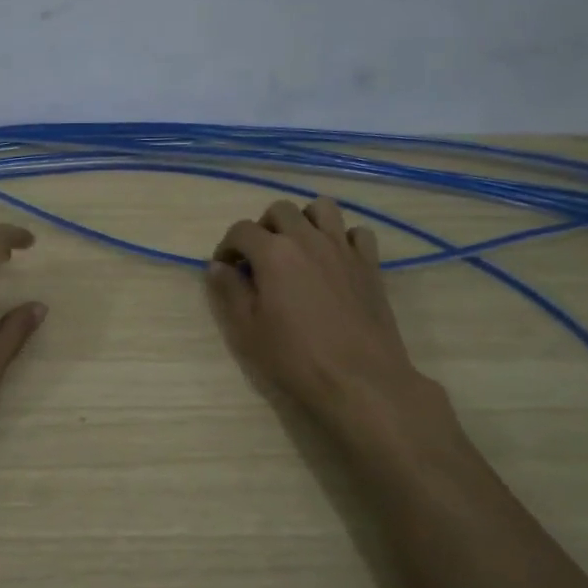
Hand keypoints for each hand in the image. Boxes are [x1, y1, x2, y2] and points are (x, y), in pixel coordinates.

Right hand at [207, 198, 437, 427]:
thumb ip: (229, 291)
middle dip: (263, 227)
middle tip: (259, 258)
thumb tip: (218, 266)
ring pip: (322, 208)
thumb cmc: (295, 357)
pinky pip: (357, 233)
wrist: (358, 379)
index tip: (225, 268)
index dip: (227, 246)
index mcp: (273, 253)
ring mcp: (343, 248)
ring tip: (297, 248)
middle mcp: (308, 239)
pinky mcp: (369, 264)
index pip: (241, 230)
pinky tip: (334, 261)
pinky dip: (342, 238)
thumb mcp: (247, 329)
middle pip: (280, 210)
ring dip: (304, 220)